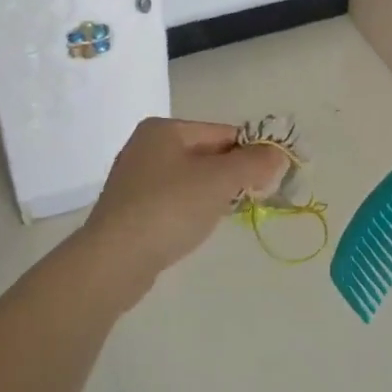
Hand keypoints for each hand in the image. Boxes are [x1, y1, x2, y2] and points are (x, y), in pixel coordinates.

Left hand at [80, 118, 290, 297]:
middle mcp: (146, 146)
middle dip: (233, 174)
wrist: (113, 262)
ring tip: (224, 214)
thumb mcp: (220, 180)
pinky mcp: (130, 210)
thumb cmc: (169, 208)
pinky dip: (191, 209)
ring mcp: (135, 179)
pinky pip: (174, 200)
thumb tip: (278, 154)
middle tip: (254, 196)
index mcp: (164, 129)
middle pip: (208, 154)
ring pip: (192, 179)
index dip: (252, 152)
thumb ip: (254, 163)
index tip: (273, 177)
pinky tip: (196, 227)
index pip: (223, 133)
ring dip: (214, 194)